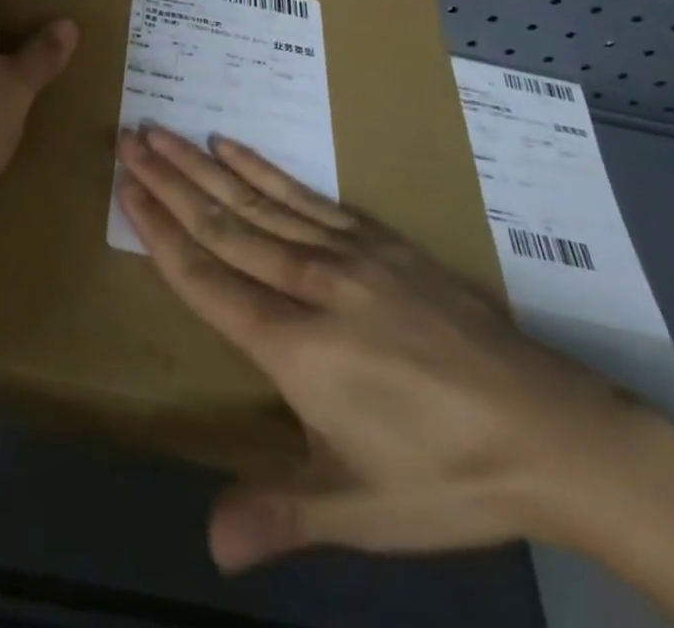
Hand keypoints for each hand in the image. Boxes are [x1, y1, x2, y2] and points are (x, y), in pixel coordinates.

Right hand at [116, 125, 641, 572]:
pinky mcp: (376, 239)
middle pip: (222, 225)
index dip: (159, 232)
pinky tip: (233, 146)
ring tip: (164, 131)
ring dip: (203, 164)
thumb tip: (210, 542)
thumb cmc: (445, 476)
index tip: (125, 188)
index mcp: (296, 348)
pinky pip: (305, 195)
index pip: (206, 278)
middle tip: (129, 140)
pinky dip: (263, 168)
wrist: (548, 429)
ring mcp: (345, 253)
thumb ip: (281, 512)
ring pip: (256, 201)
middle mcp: (310, 285)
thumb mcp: (361, 512)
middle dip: (169, 182)